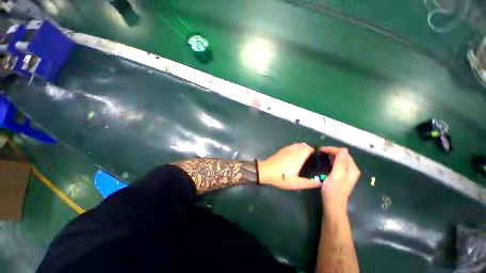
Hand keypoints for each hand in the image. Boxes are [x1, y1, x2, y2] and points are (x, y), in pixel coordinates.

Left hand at [258, 143, 321, 189]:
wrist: (265, 171)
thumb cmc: (281, 177)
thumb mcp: (295, 183)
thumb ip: (308, 183)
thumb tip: (320, 182)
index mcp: (297, 157)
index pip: (308, 148)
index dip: (314, 151)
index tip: (316, 158)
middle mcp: (292, 151)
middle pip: (303, 145)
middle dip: (309, 149)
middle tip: (311, 159)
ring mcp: (286, 149)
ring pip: (297, 144)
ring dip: (302, 148)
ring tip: (304, 157)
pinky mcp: (281, 150)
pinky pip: (291, 146)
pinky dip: (296, 148)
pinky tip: (294, 156)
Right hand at [320, 147, 360, 210]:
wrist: (333, 205)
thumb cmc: (333, 190)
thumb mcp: (336, 175)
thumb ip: (340, 162)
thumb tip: (343, 149)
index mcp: (352, 169)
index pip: (344, 153)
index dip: (333, 149)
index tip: (321, 150)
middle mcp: (351, 170)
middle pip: (343, 155)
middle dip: (332, 151)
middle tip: (320, 152)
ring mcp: (347, 173)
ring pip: (340, 159)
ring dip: (331, 155)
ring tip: (321, 155)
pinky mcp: (342, 176)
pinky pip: (338, 164)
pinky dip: (332, 161)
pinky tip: (326, 162)